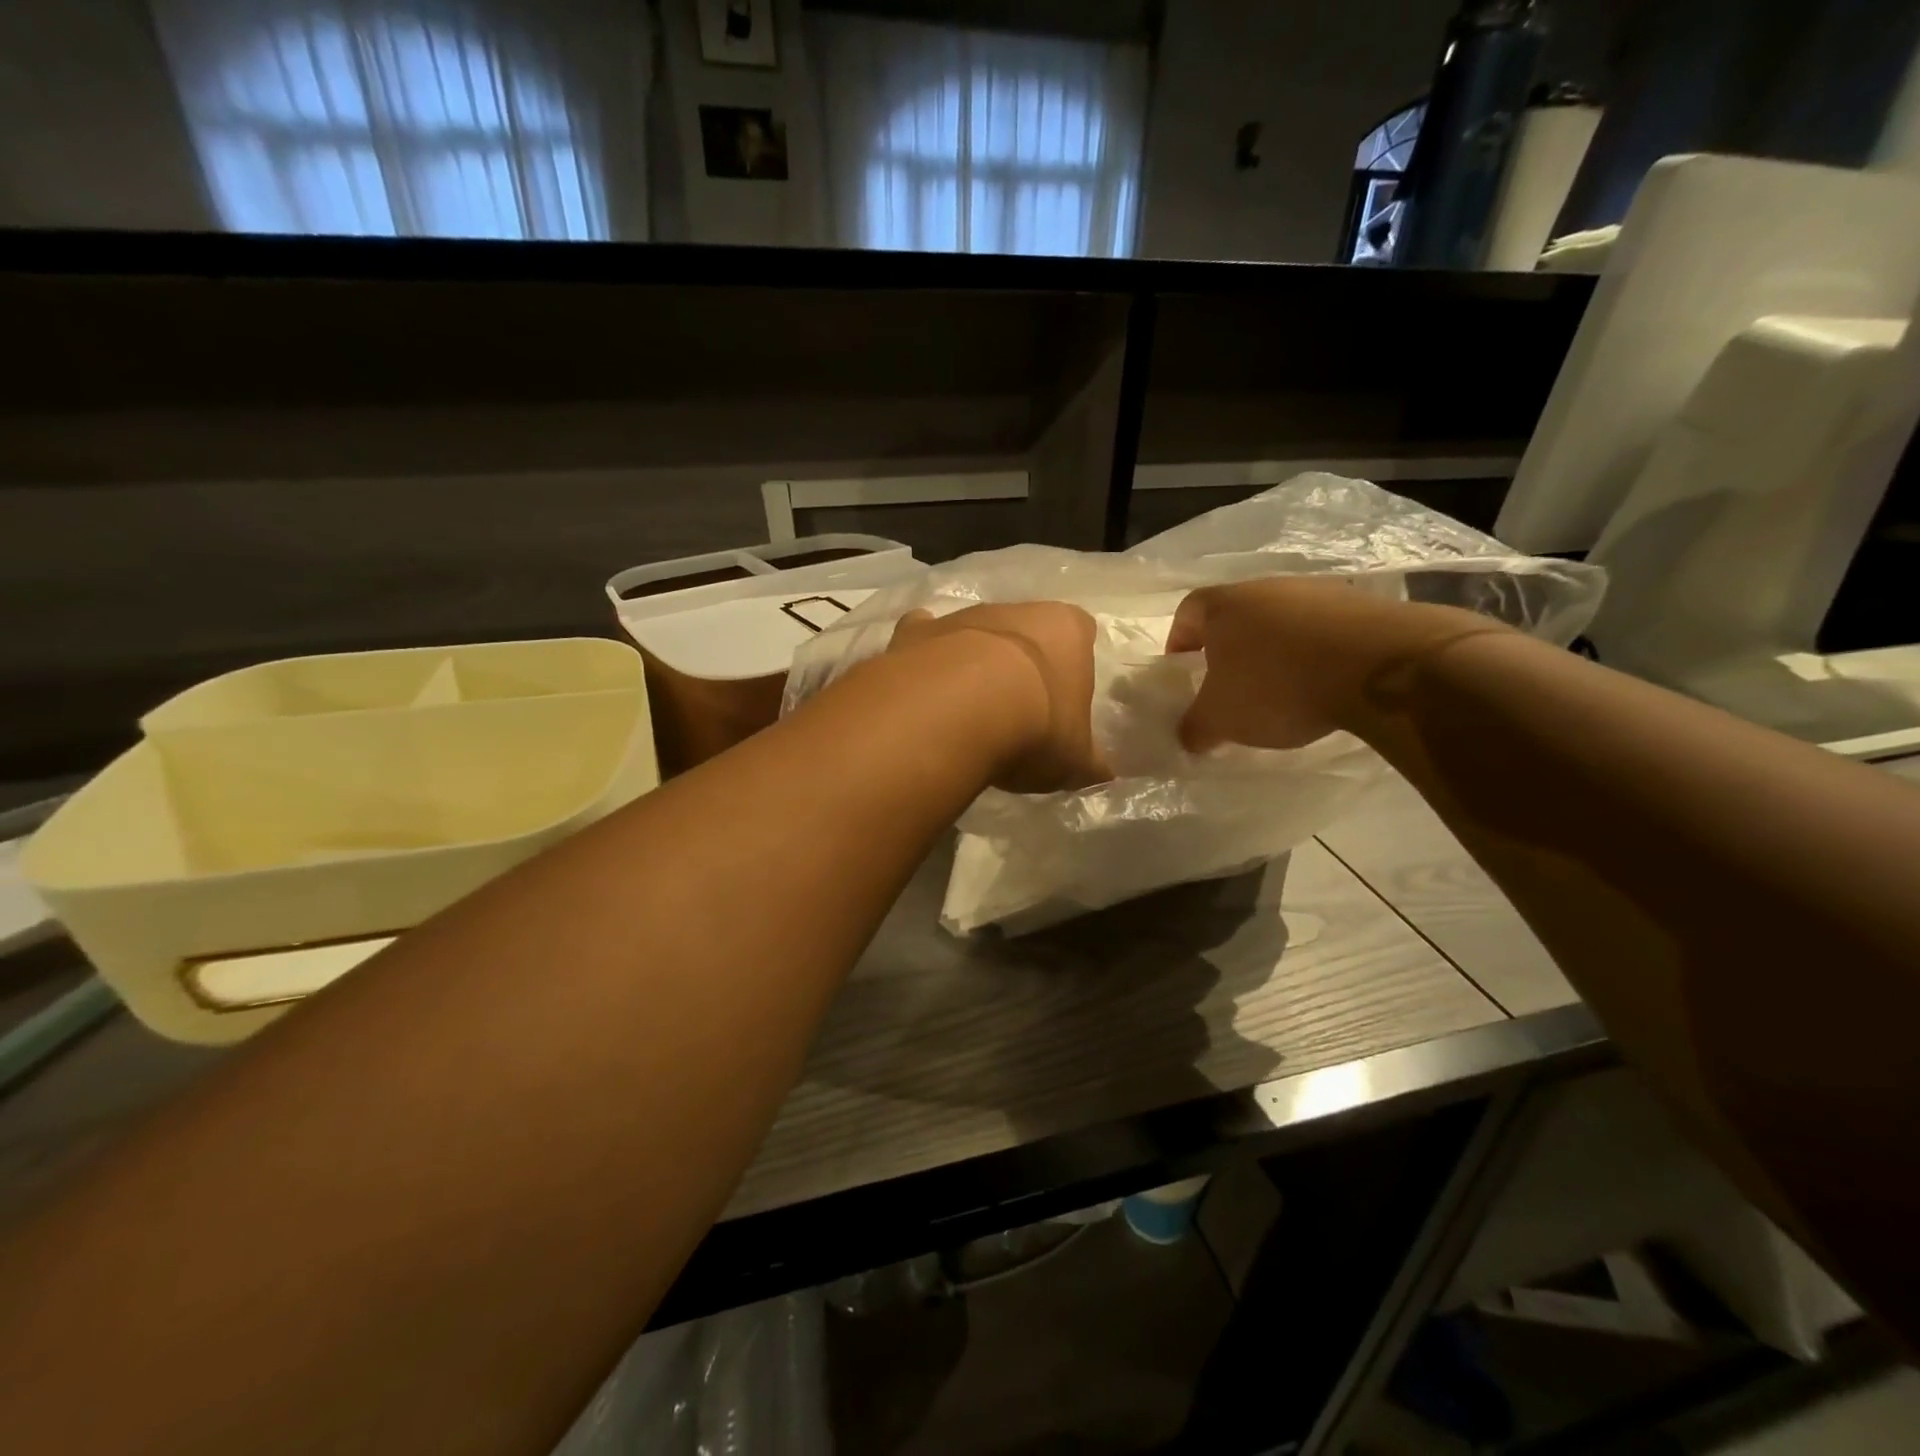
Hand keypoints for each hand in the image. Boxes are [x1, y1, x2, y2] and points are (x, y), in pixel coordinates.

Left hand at [888, 602, 1108, 792]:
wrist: (955, 714)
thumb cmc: (1034, 728)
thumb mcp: (1074, 760)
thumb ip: (1089, 763)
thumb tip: (1103, 775)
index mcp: (1067, 630)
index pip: (1081, 633)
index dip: (1073, 664)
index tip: (1064, 697)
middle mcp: (1016, 610)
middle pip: (1025, 629)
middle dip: (1022, 662)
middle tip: (1017, 709)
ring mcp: (962, 616)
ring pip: (974, 633)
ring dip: (973, 661)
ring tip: (967, 710)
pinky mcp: (915, 632)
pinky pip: (922, 638)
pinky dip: (923, 657)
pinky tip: (922, 689)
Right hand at [1169, 578, 1494, 751]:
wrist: (1377, 666)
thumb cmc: (1277, 685)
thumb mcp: (1222, 718)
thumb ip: (1196, 727)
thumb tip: (1187, 737)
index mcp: (1224, 605)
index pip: (1187, 612)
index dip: (1179, 641)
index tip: (1183, 671)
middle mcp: (1267, 587)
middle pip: (1236, 615)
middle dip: (1229, 649)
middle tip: (1230, 686)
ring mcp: (1318, 592)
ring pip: (1282, 621)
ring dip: (1275, 650)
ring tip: (1281, 690)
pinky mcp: (1361, 605)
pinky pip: (1323, 630)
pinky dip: (1315, 654)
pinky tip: (1322, 684)